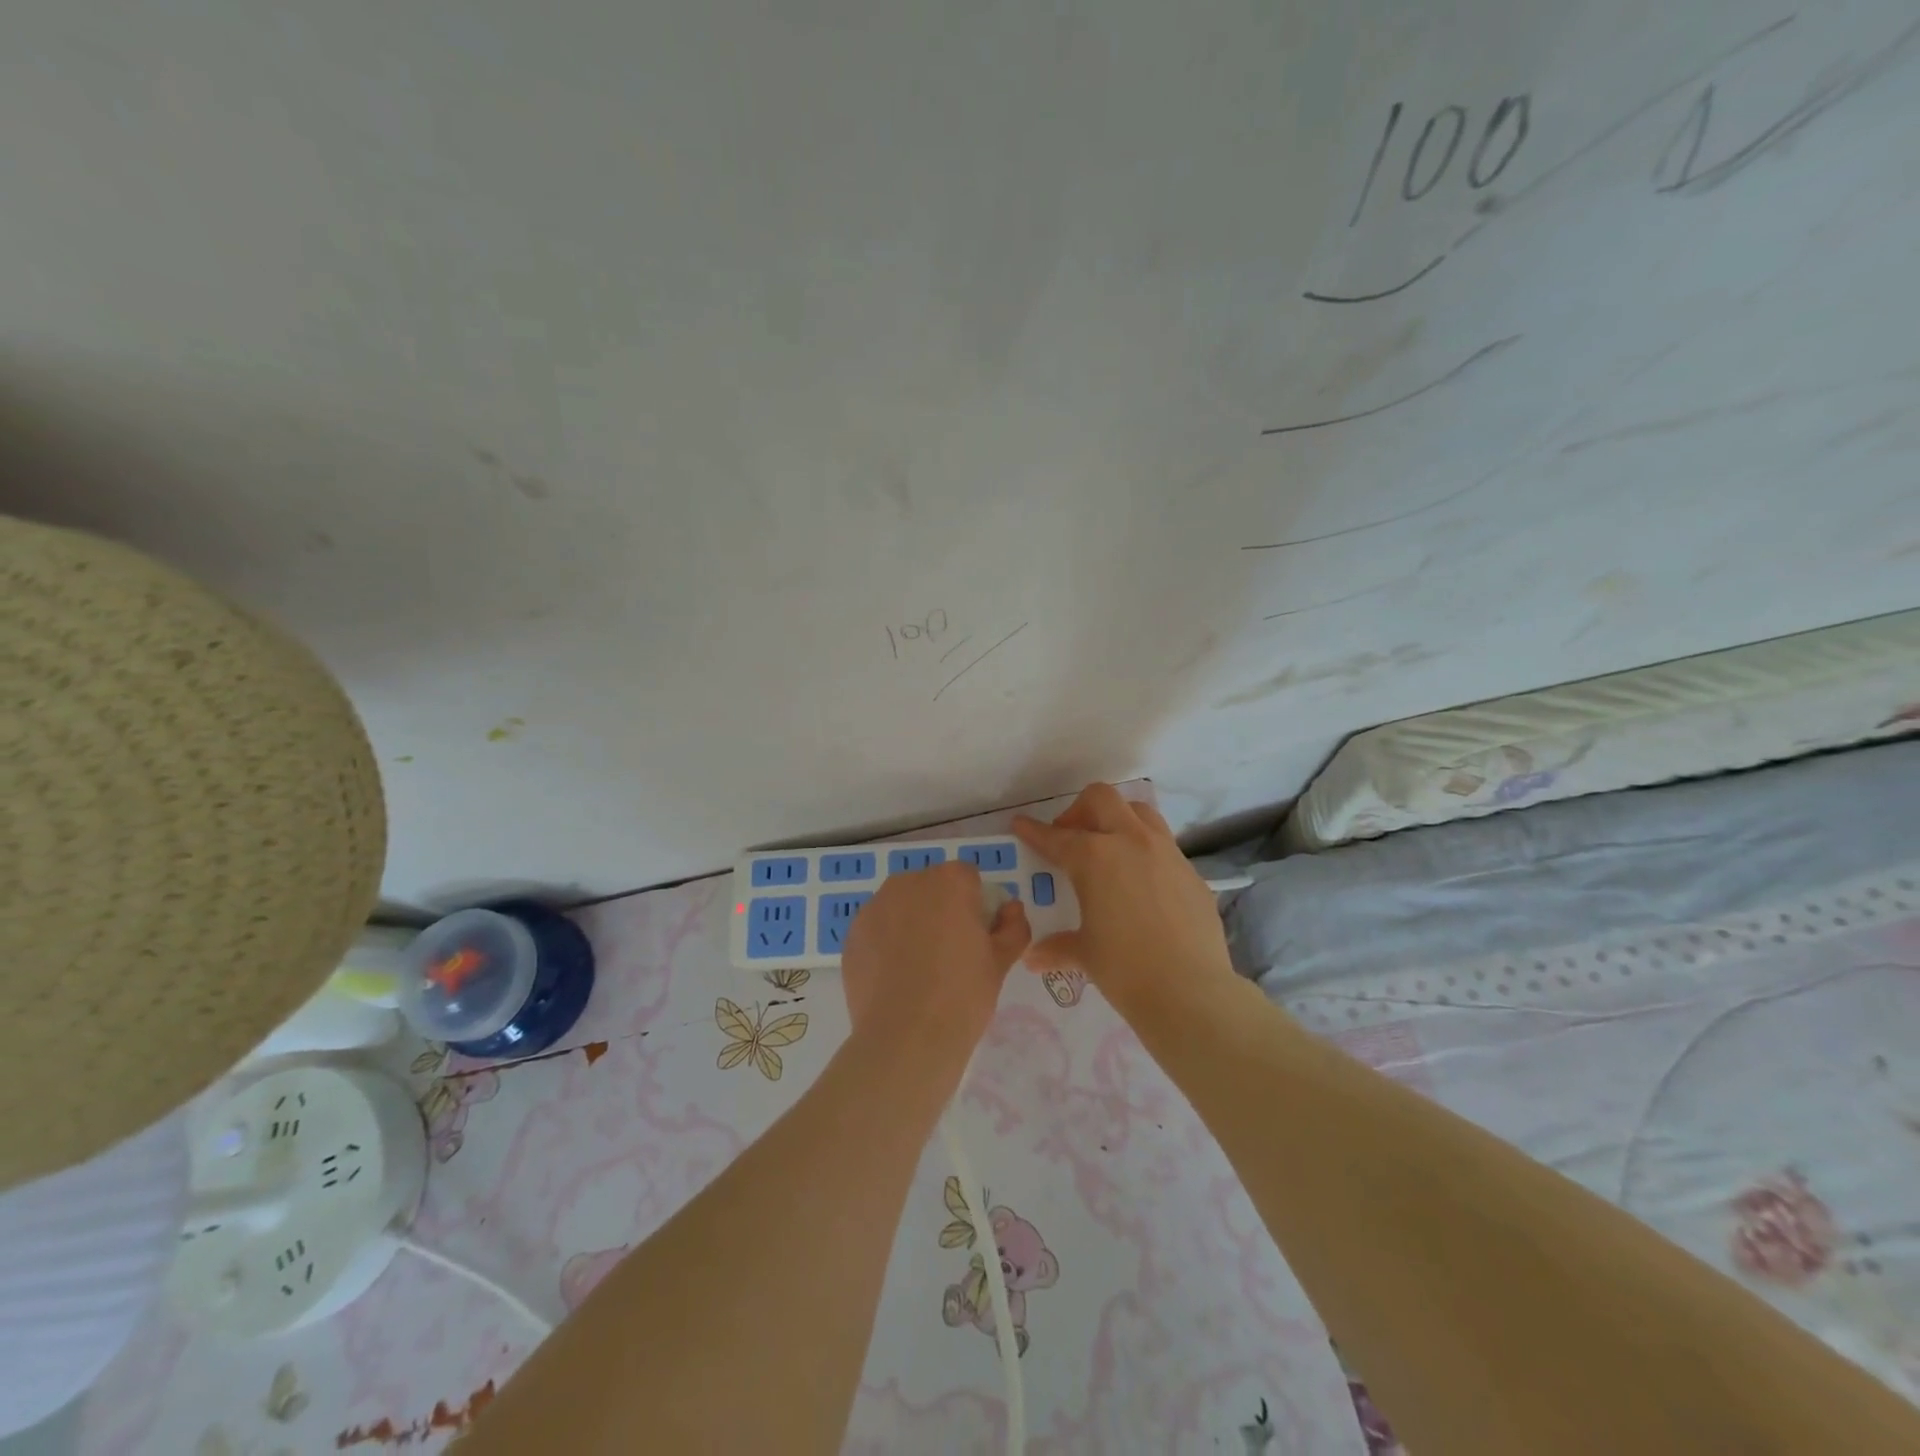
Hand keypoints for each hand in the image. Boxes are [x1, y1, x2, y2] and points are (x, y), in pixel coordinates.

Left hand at [840, 861, 1030, 1056]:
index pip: (967, 878)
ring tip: (919, 967)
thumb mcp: (1001, 962)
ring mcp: (875, 906)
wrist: (905, 1038)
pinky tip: (894, 978)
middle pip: (931, 887)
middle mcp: (908, 882)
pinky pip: (878, 928)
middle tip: (950, 952)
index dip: (975, 904)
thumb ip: (1013, 926)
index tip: (976, 936)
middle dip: (941, 909)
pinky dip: (886, 942)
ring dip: (912, 922)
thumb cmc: (962, 995)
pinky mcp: (852, 933)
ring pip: (901, 905)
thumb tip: (1011, 909)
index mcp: (949, 881)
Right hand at [1013, 783, 1235, 1019]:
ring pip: (1139, 812)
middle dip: (1080, 811)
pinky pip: (1164, 846)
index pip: (1055, 837)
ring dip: (1118, 820)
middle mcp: (1130, 842)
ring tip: (1109, 849)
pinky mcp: (1191, 872)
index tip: (1020, 824)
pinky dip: (1145, 851)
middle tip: (1071, 838)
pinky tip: (1141, 884)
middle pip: (1101, 799)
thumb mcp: (1085, 954)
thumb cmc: (1125, 968)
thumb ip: (1058, 947)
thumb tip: (1035, 957)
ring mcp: (1166, 853)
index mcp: (1094, 857)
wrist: (1191, 991)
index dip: (1034, 831)